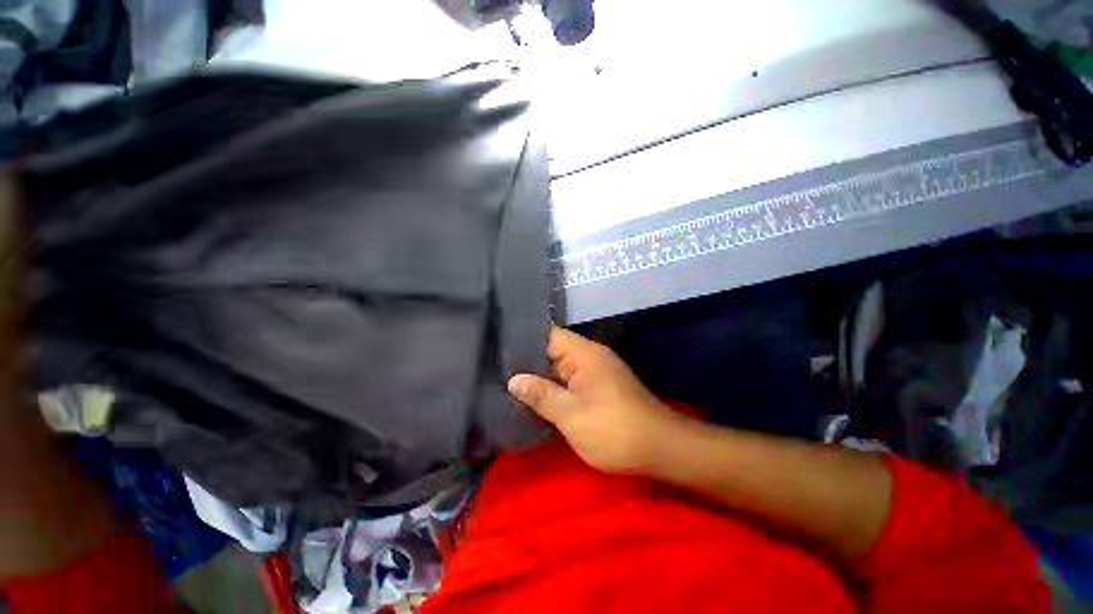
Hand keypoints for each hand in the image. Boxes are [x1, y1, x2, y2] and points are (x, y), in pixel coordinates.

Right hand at [508, 326, 687, 475]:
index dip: (523, 339)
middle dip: (526, 361)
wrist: (662, 450)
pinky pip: (570, 381)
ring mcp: (596, 371)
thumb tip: (513, 379)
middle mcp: (590, 356)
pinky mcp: (600, 387)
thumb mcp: (571, 415)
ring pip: (560, 367)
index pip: (548, 334)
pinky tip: (535, 397)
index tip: (498, 347)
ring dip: (540, 376)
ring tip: (506, 381)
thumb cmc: (614, 430)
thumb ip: (541, 395)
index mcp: (584, 354)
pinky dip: (554, 387)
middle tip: (495, 368)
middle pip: (552, 350)